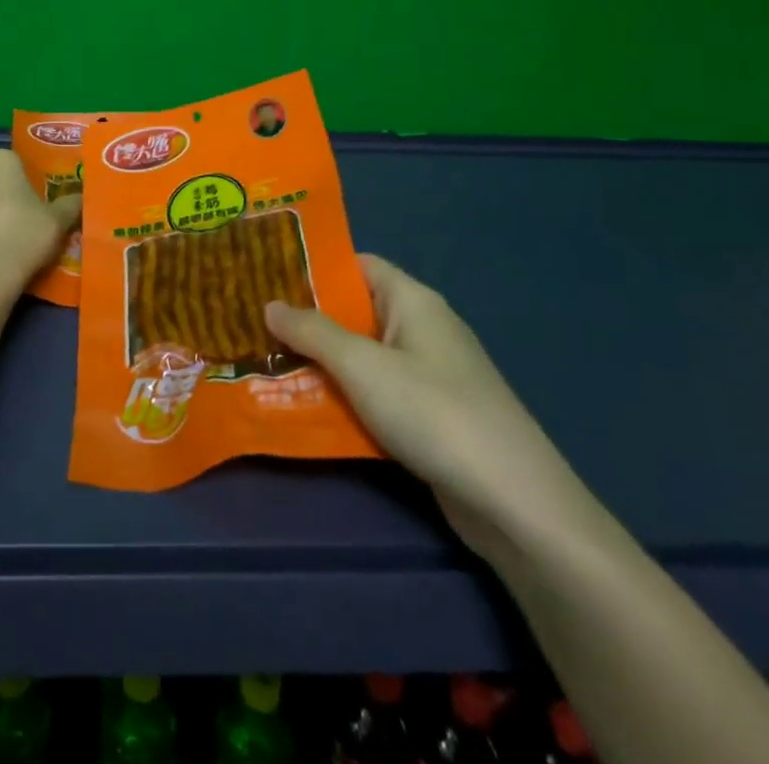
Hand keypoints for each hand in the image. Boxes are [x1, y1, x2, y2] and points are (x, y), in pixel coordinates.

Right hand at [265, 255, 595, 562]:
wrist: (515, 503)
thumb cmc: (434, 412)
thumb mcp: (362, 366)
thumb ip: (312, 332)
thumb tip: (270, 304)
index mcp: (413, 301)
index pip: (356, 265)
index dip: (313, 268)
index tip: (265, 276)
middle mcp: (421, 329)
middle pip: (354, 312)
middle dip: (306, 320)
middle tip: (253, 324)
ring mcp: (428, 375)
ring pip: (361, 357)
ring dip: (321, 364)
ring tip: (266, 364)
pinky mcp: (430, 417)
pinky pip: (376, 393)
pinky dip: (344, 397)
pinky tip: (306, 408)